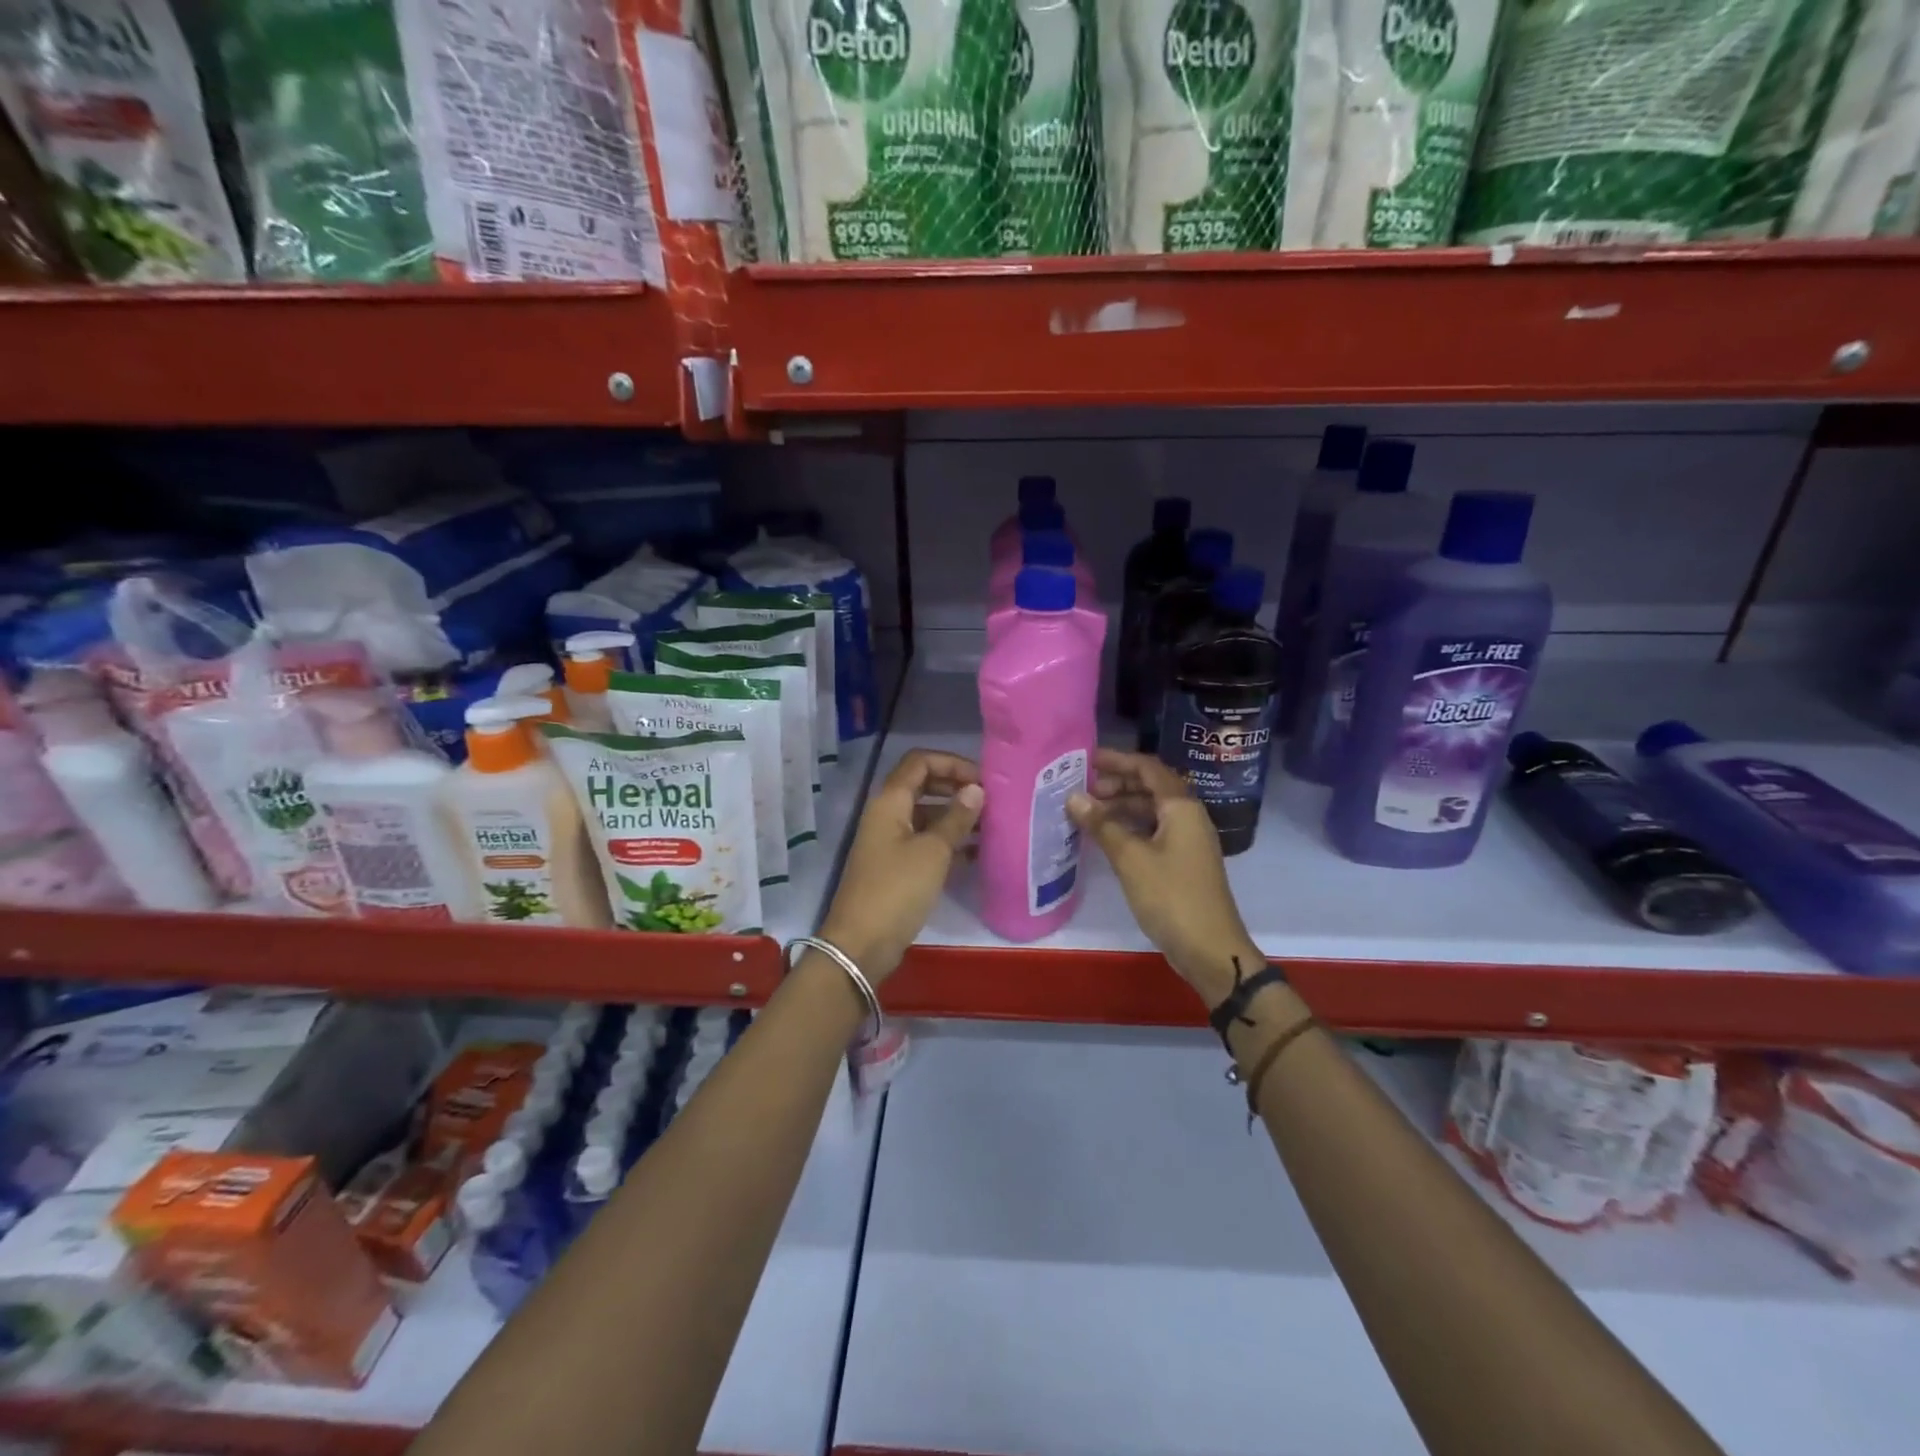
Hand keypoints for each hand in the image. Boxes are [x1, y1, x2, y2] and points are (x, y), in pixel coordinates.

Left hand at [819, 749, 982, 984]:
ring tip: (991, 828)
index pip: (920, 761)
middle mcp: (887, 815)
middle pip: (923, 786)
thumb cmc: (897, 889)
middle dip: (956, 788)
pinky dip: (948, 843)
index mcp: (890, 802)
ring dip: (956, 817)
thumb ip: (956, 818)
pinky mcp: (896, 867)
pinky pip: (925, 843)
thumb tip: (976, 790)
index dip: (952, 763)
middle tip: (990, 801)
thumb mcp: (933, 851)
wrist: (862, 943)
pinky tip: (977, 855)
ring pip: (927, 816)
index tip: (982, 780)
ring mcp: (890, 842)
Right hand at [1067, 748, 1261, 1006]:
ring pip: (1151, 811)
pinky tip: (1107, 838)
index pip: (1149, 768)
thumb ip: (1102, 825)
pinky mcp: (1183, 862)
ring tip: (1088, 814)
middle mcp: (1188, 817)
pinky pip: (1153, 832)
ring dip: (1121, 807)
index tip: (1087, 759)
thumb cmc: (1171, 896)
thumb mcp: (1130, 858)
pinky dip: (1129, 828)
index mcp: (1181, 807)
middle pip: (1151, 787)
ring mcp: (1187, 841)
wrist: (1210, 948)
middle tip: (1083, 790)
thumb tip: (1072, 796)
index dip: (1118, 760)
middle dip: (1117, 784)